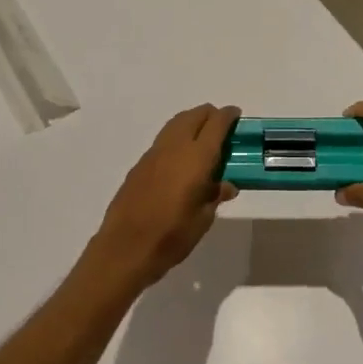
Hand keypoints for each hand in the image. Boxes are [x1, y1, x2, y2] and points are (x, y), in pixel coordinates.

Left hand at [85, 105, 239, 290]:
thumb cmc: (172, 236)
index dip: (228, 116)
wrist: (125, 248)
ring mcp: (153, 155)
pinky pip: (163, 141)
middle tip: (221, 125)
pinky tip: (181, 158)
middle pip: (193, 116)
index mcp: (196, 158)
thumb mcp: (203, 219)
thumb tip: (225, 185)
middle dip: (209, 115)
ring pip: (175, 125)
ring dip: (191, 123)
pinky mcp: (139, 166)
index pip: (216, 125)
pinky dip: (176, 138)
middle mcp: (174, 148)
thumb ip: (214, 196)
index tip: (237, 115)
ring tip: (202, 137)